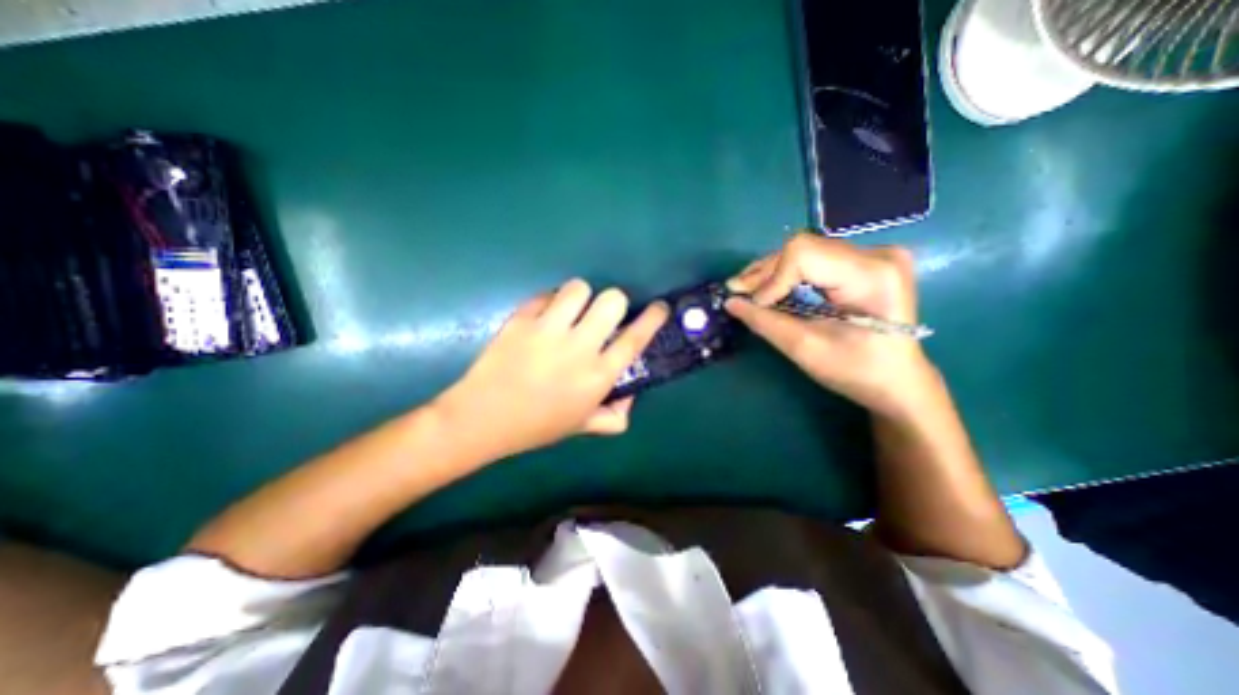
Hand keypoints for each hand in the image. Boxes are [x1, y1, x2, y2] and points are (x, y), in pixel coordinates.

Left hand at [435, 281, 668, 464]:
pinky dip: (550, 301)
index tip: (659, 307)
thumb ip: (614, 417)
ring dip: (580, 296)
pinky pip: (545, 294)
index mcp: (598, 376)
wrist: (482, 419)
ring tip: (571, 311)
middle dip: (614, 302)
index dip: (653, 318)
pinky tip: (543, 317)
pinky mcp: (521, 319)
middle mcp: (579, 348)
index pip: (635, 338)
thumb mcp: (581, 426)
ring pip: (579, 288)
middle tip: (601, 314)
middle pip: (612, 300)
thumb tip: (630, 398)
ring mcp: (548, 330)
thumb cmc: (536, 426)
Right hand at [727, 232, 938, 420]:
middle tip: (737, 292)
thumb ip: (765, 322)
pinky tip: (771, 288)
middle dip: (766, 273)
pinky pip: (814, 258)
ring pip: (805, 250)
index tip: (753, 305)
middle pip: (803, 248)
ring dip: (773, 272)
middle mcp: (876, 254)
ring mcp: (873, 255)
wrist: (897, 380)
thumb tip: (731, 302)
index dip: (771, 278)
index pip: (804, 254)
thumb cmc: (856, 371)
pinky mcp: (863, 262)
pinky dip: (788, 274)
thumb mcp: (805, 348)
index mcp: (871, 275)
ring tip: (748, 291)